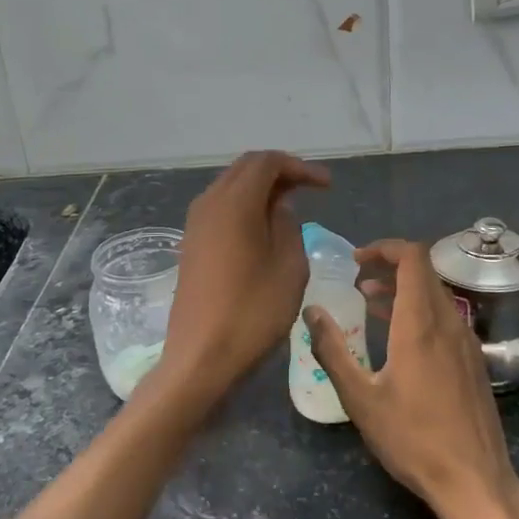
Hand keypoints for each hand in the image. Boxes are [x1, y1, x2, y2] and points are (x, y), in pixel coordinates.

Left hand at [162, 150, 329, 398]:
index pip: (266, 162)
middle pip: (245, 169)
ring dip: (260, 190)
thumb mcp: (289, 267)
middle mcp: (209, 204)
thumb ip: (288, 226)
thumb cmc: (253, 312)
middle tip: (310, 190)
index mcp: (234, 203)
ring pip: (230, 188)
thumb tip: (279, 207)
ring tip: (291, 208)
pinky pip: (220, 210)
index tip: (327, 186)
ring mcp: (195, 225)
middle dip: (279, 172)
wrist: (201, 357)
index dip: (299, 167)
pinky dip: (245, 208)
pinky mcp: (191, 245)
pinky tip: (264, 229)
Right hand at [304, 238, 518, 518]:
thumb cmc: (412, 439)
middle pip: (424, 272)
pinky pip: (446, 316)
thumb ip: (333, 350)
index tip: (356, 260)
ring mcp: (467, 341)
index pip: (413, 257)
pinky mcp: (474, 360)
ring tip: (370, 300)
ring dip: (404, 288)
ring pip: (436, 294)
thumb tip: (311, 312)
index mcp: (421, 324)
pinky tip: (399, 335)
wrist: (474, 480)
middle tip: (357, 278)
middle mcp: (449, 322)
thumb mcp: (360, 398)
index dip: (385, 248)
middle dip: (389, 266)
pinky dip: (420, 310)